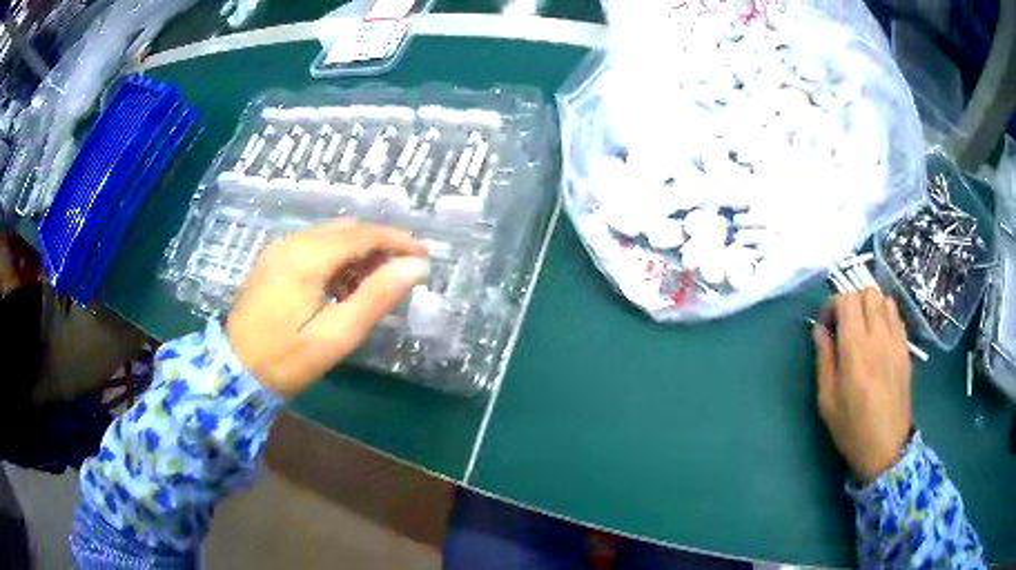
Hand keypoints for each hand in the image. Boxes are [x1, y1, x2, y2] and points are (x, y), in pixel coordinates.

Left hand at [226, 220, 427, 397]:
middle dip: (379, 246)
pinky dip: (336, 259)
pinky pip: (313, 247)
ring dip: (357, 253)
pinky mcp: (273, 261)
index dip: (397, 241)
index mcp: (307, 256)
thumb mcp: (335, 336)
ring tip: (373, 286)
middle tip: (401, 275)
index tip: (425, 256)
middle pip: (347, 230)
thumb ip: (375, 298)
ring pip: (330, 236)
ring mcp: (279, 249)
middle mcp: (292, 242)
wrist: (233, 371)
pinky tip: (342, 287)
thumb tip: (414, 267)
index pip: (362, 234)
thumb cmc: (285, 360)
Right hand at [812, 289, 912, 483]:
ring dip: (870, 306)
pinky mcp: (906, 349)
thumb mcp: (827, 400)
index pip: (846, 300)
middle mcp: (878, 336)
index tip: (825, 325)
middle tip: (843, 325)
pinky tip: (878, 337)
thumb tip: (819, 331)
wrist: (886, 447)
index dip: (832, 305)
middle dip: (851, 301)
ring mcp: (896, 341)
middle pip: (867, 292)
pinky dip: (885, 315)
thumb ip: (824, 359)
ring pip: (884, 299)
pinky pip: (896, 316)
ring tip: (862, 328)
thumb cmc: (852, 428)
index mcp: (856, 349)